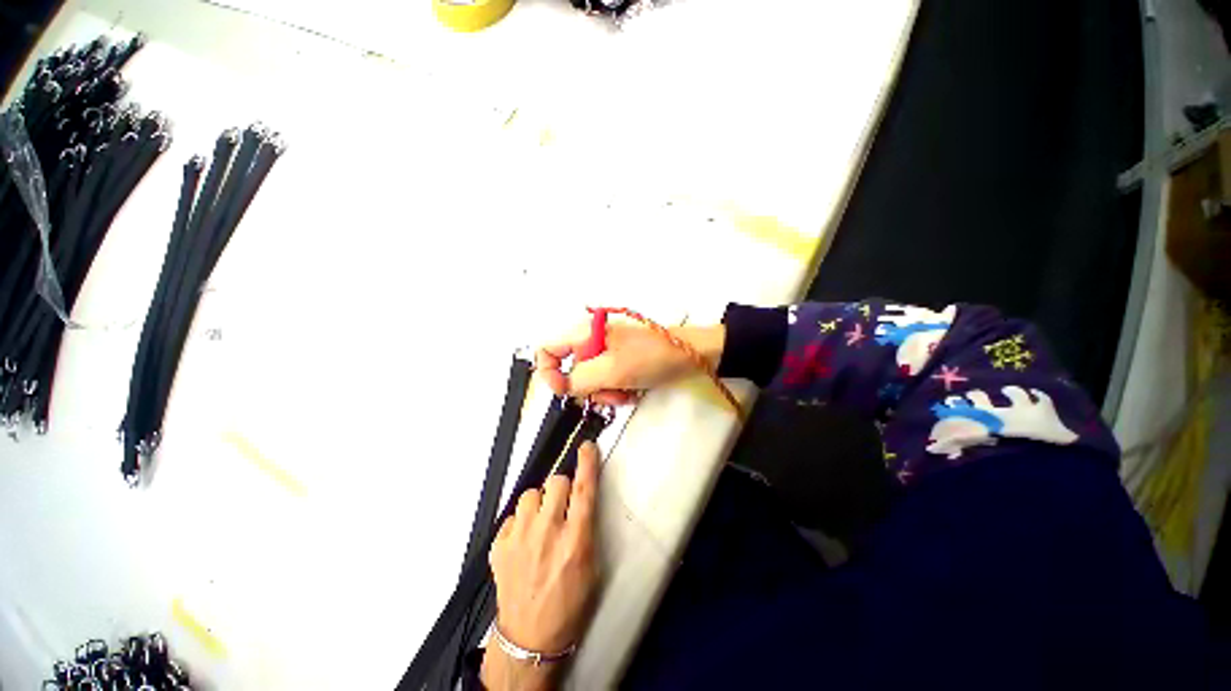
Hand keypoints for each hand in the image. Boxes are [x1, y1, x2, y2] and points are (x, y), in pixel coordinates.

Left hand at [482, 442, 602, 689]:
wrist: (530, 637)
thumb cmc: (568, 605)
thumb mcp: (592, 567)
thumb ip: (587, 528)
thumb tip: (582, 499)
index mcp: (575, 539)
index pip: (584, 489)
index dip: (587, 463)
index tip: (587, 447)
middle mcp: (548, 533)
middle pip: (556, 482)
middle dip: (562, 487)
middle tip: (563, 504)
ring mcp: (520, 538)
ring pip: (531, 493)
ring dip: (540, 502)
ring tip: (541, 521)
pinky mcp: (500, 546)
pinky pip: (512, 515)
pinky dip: (520, 521)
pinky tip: (524, 539)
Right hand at [536, 323, 725, 405]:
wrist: (690, 354)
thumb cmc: (651, 358)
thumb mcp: (612, 370)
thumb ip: (579, 379)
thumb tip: (562, 387)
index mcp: (584, 332)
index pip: (547, 349)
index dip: (548, 372)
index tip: (564, 391)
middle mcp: (591, 339)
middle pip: (569, 369)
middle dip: (586, 388)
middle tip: (607, 395)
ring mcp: (606, 351)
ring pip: (588, 379)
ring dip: (603, 392)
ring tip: (624, 394)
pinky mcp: (619, 360)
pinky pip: (605, 380)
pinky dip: (614, 390)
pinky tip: (630, 392)